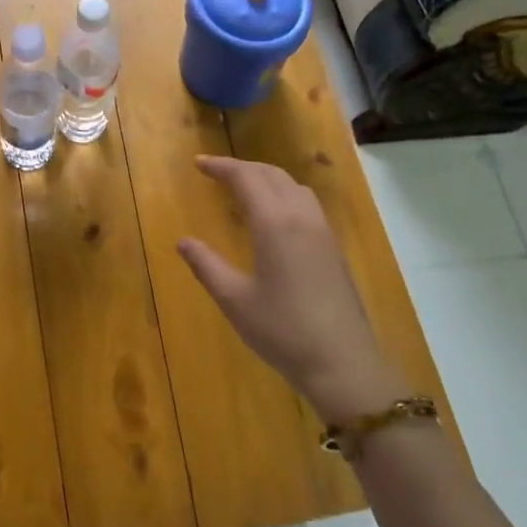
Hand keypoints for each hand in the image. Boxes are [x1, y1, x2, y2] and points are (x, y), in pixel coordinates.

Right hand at [178, 156, 408, 425]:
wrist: (342, 361)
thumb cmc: (282, 330)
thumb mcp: (234, 300)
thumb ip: (207, 266)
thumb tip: (183, 241)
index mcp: (275, 223)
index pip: (246, 178)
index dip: (221, 167)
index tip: (198, 164)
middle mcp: (301, 217)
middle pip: (272, 175)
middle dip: (242, 168)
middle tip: (215, 172)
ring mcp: (322, 232)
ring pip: (293, 186)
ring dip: (266, 178)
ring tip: (243, 189)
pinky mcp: (333, 248)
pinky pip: (306, 203)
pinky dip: (283, 194)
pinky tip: (273, 216)